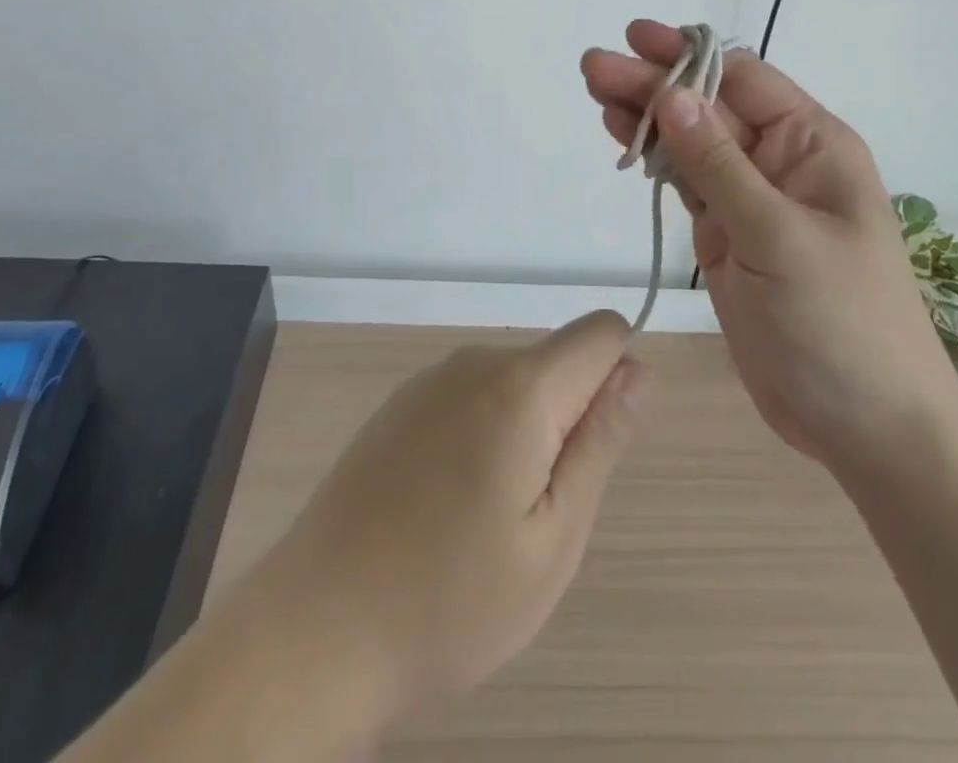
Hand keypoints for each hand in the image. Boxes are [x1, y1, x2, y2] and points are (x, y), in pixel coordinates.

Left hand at [235, 312, 647, 734]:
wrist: (318, 626)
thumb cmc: (452, 599)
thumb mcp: (554, 538)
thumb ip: (600, 441)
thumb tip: (639, 370)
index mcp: (522, 387)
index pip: (602, 332)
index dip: (616, 381)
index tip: (589, 451)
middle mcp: (476, 362)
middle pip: (557, 362)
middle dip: (566, 420)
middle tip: (533, 511)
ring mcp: (431, 379)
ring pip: (514, 383)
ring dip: (523, 433)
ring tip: (485, 517)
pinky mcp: (401, 402)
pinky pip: (470, 397)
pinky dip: (480, 436)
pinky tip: (443, 506)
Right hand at [583, 21, 957, 477]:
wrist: (863, 426)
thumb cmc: (839, 323)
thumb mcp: (778, 236)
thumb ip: (719, 165)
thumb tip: (673, 93)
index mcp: (812, 146)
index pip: (743, 81)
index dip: (688, 56)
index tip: (634, 39)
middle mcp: (781, 162)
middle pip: (709, 108)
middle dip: (654, 85)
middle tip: (592, 67)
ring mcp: (750, 200)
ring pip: (691, 144)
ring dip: (646, 118)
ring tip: (595, 93)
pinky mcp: (726, 236)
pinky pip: (686, 185)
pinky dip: (654, 162)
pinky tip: (623, 140)